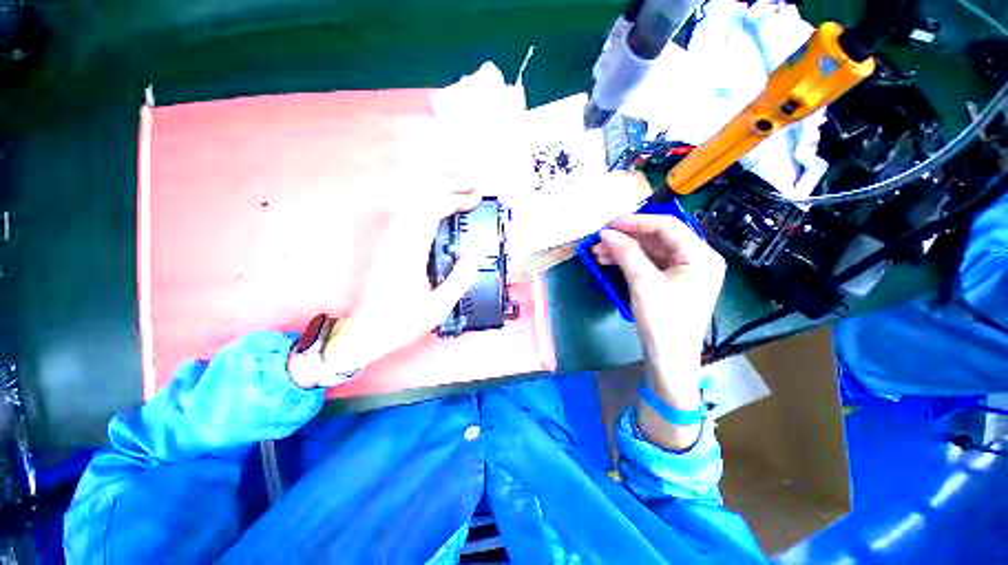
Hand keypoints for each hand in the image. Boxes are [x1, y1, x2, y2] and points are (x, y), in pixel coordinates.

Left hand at [290, 188, 481, 387]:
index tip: (476, 198)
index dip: (455, 200)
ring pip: (411, 203)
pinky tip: (439, 207)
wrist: (367, 330)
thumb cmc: (403, 321)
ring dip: (436, 191)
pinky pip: (408, 214)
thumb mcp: (438, 306)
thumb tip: (477, 252)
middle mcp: (396, 240)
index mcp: (409, 253)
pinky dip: (427, 203)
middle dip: (447, 186)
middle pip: (419, 198)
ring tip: (458, 189)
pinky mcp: (389, 245)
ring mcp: (390, 240)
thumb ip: (460, 278)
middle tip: (471, 184)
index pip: (431, 212)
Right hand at [593, 214, 724, 448]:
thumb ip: (626, 253)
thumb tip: (606, 233)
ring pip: (650, 252)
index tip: (610, 223)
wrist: (669, 360)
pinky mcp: (671, 283)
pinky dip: (629, 262)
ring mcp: (684, 272)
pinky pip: (648, 265)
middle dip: (627, 238)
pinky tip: (609, 261)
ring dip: (624, 250)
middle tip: (600, 239)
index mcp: (700, 256)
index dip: (636, 222)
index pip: (667, 226)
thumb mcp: (643, 283)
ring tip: (598, 252)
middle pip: (658, 239)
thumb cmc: (663, 320)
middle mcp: (696, 260)